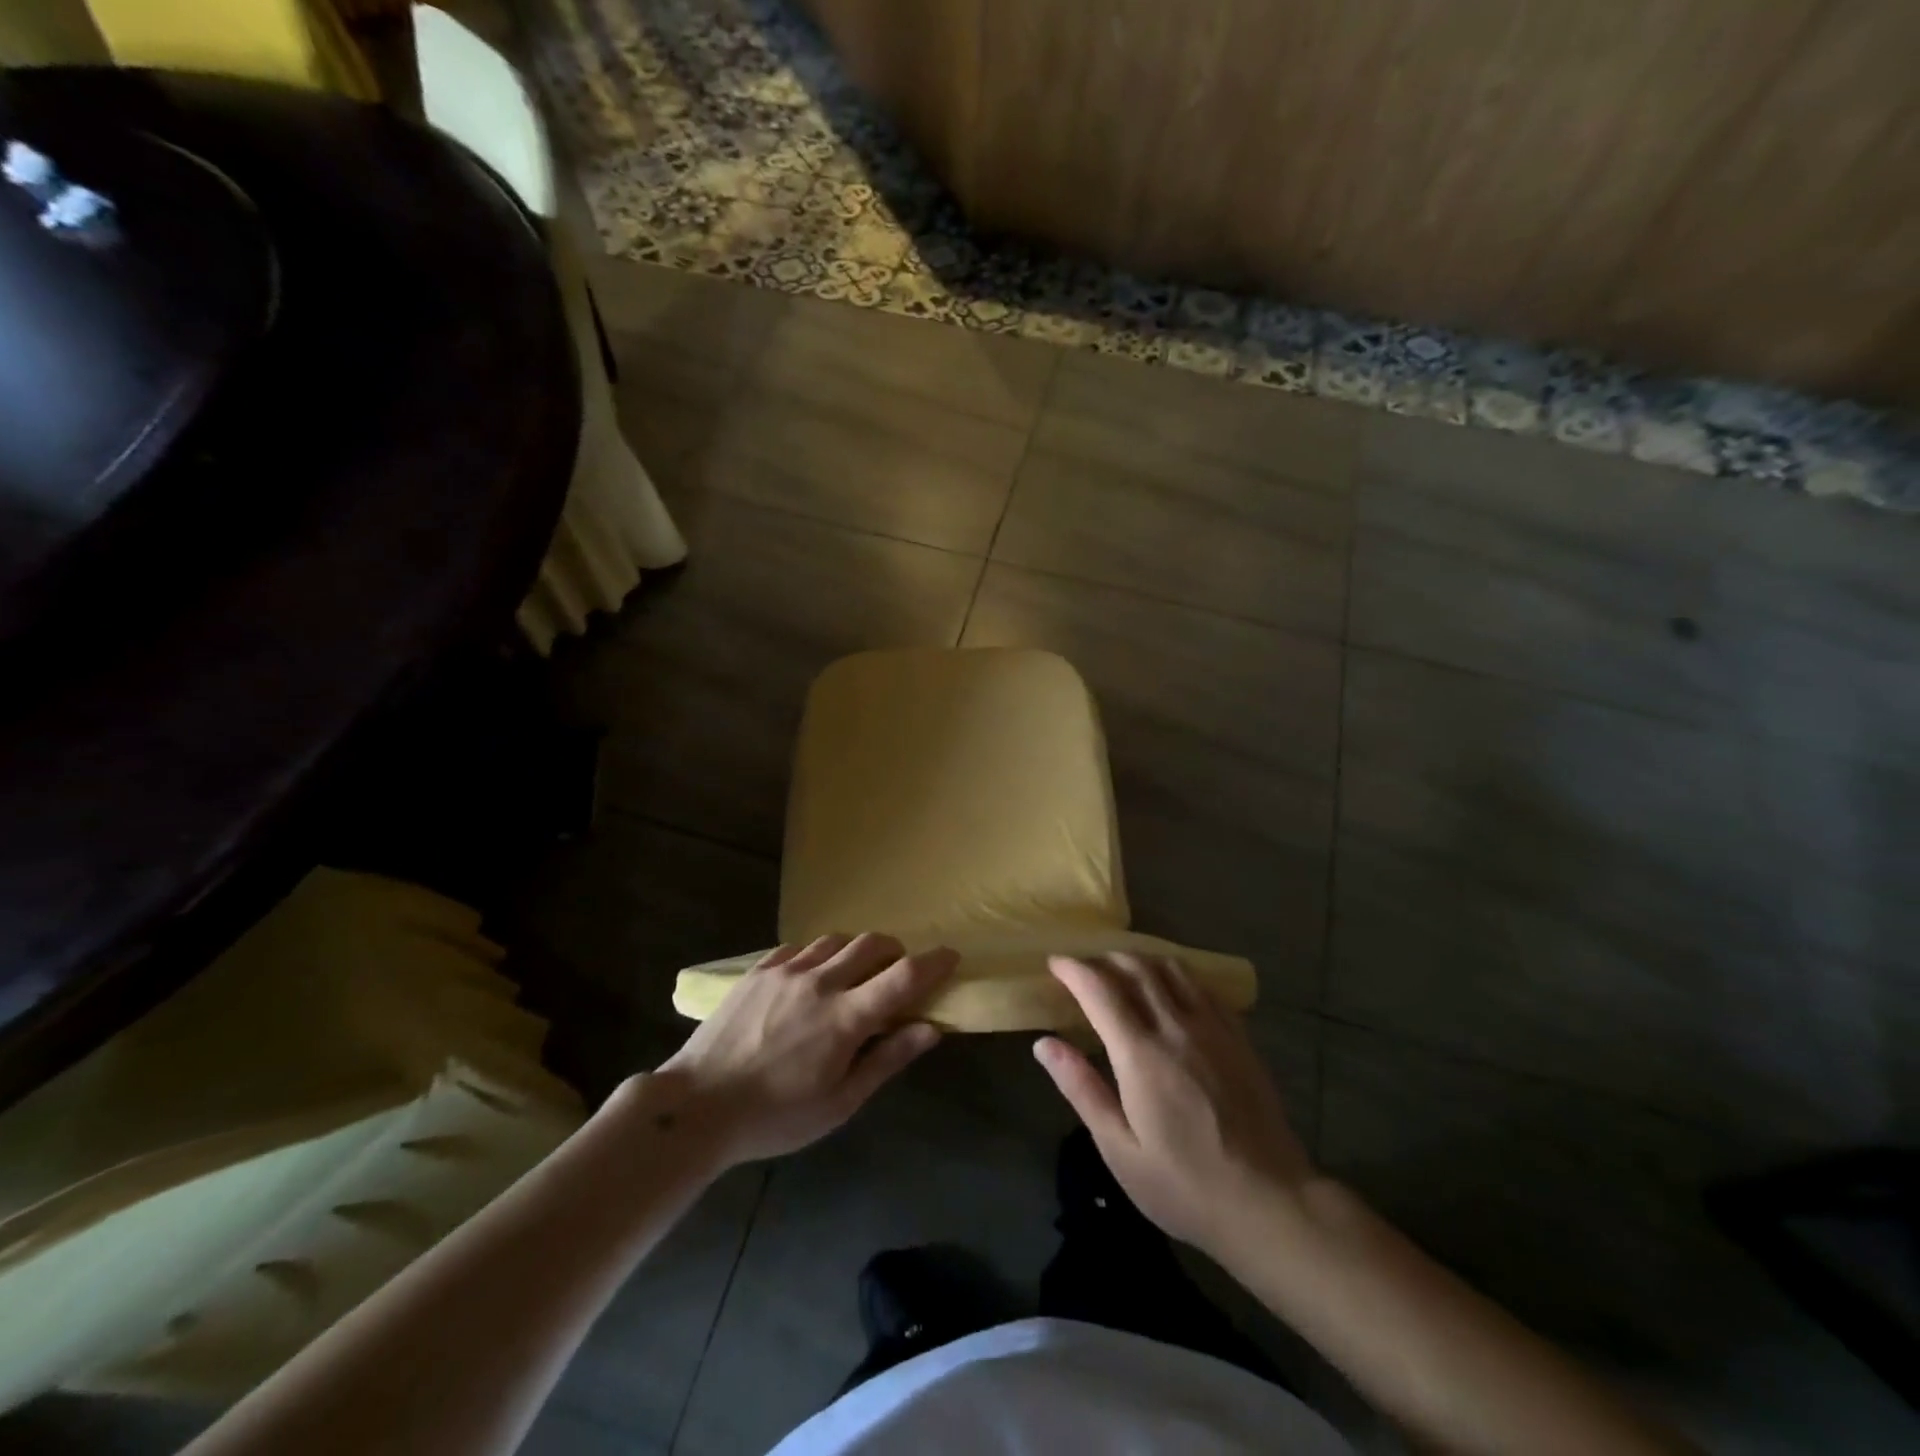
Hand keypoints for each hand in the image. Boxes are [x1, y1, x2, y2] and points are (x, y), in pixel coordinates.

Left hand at [648, 933, 953, 1168]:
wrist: (697, 1107)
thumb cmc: (775, 1117)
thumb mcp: (840, 1103)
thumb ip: (887, 1060)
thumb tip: (929, 1029)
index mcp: (846, 1018)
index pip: (903, 976)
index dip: (933, 962)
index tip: (950, 956)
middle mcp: (820, 982)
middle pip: (872, 944)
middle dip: (895, 951)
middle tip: (896, 973)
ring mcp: (786, 970)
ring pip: (836, 940)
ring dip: (856, 951)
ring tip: (853, 975)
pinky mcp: (758, 970)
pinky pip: (800, 946)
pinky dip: (818, 955)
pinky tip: (811, 978)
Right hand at [1034, 954, 1312, 1256]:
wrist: (1270, 1203)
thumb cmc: (1185, 1185)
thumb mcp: (1120, 1149)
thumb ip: (1082, 1088)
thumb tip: (1044, 1044)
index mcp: (1141, 1054)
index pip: (1100, 990)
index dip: (1073, 969)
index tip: (1055, 964)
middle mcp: (1176, 1027)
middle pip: (1136, 967)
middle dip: (1103, 959)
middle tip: (1084, 969)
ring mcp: (1213, 1027)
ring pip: (1171, 968)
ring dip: (1140, 960)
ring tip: (1122, 972)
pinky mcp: (1239, 1036)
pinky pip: (1202, 986)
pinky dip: (1176, 975)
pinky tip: (1170, 990)